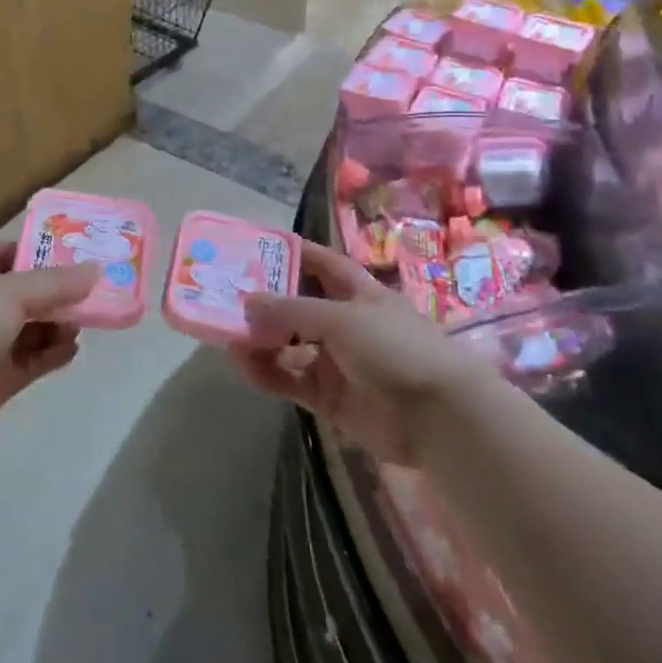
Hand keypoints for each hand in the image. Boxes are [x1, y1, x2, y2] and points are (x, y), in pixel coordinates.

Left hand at [0, 241, 100, 450]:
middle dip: (59, 292)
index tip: (78, 250)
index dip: (41, 249)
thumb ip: (55, 282)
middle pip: (27, 293)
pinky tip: (71, 349)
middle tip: (95, 290)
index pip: (9, 253)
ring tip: (83, 322)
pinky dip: (53, 354)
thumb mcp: (11, 292)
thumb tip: (96, 270)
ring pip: (33, 328)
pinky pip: (33, 361)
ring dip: (59, 324)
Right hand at [233, 242, 465, 466]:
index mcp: (359, 293)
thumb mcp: (342, 318)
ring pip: (288, 346)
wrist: (437, 417)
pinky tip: (244, 364)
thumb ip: (292, 311)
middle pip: (298, 307)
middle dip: (265, 302)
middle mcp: (345, 323)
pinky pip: (289, 380)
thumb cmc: (395, 348)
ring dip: (260, 340)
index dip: (294, 254)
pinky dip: (266, 372)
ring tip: (226, 334)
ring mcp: (336, 361)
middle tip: (224, 295)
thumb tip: (247, 302)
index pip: (322, 265)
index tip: (256, 246)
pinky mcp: (328, 397)